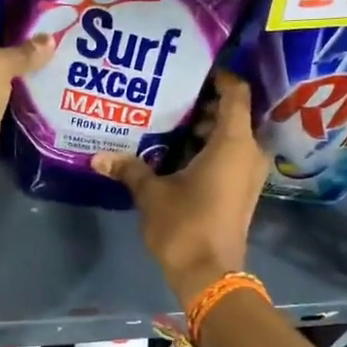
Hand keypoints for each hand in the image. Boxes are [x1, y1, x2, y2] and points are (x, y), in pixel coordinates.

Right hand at [93, 72, 269, 308]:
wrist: (210, 276)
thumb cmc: (185, 226)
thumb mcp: (152, 194)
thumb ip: (129, 169)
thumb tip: (98, 156)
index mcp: (233, 143)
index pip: (236, 93)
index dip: (220, 76)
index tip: (193, 70)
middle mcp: (248, 153)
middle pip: (232, 114)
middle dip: (203, 104)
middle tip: (169, 94)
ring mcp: (248, 174)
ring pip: (230, 137)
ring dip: (204, 129)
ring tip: (168, 121)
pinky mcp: (242, 191)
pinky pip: (229, 156)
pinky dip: (209, 149)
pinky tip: (176, 152)